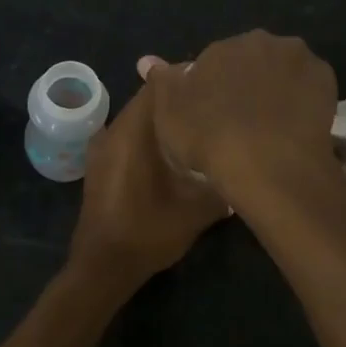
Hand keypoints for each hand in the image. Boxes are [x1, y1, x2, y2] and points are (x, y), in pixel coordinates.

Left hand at [67, 82, 229, 295]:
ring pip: (138, 119)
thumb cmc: (147, 232)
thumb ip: (222, 185)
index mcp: (133, 131)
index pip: (159, 86)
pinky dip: (149, 136)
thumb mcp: (197, 210)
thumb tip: (245, 170)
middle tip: (210, 105)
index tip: (214, 82)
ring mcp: (102, 147)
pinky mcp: (100, 164)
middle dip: (178, 100)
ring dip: (163, 119)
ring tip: (195, 126)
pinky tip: (171, 151)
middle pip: (148, 100)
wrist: (102, 267)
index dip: (186, 79)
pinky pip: (128, 137)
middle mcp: (114, 130)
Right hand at [141, 31, 338, 207]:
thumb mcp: (169, 113)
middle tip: (243, 119)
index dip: (215, 89)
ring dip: (278, 87)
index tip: (215, 115)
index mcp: (223, 46)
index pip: (215, 62)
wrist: (268, 163)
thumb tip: (147, 60)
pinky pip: (310, 87)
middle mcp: (262, 41)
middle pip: (253, 61)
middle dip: (248, 81)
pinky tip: (295, 126)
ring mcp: (299, 59)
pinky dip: (303, 100)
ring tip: (272, 125)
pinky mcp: (326, 80)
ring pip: (283, 71)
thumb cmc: (210, 137)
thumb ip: (162, 81)